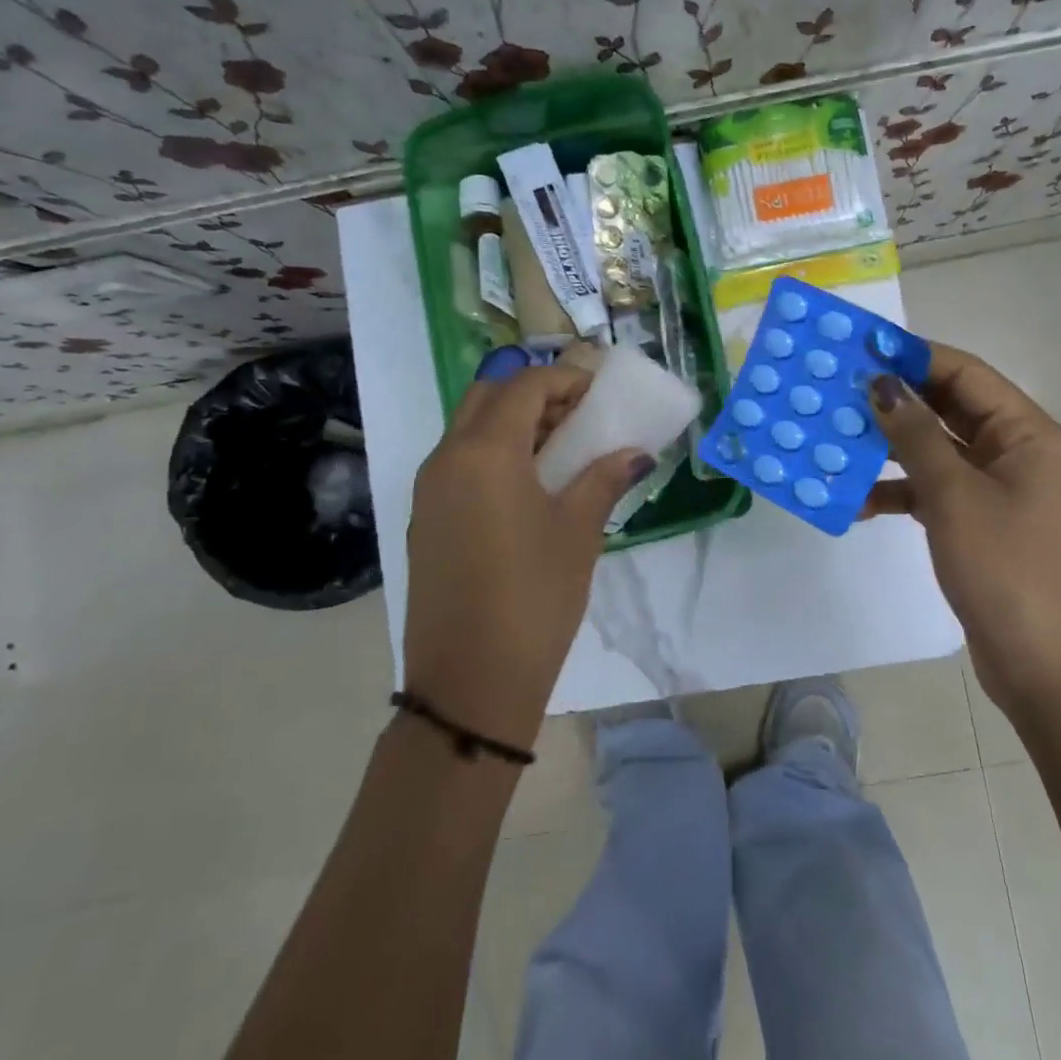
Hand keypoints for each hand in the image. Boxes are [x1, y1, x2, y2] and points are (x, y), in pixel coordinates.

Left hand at [403, 354, 650, 748]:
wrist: (469, 680)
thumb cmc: (534, 596)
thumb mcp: (578, 532)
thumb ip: (604, 479)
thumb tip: (636, 452)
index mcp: (485, 451)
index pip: (524, 385)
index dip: (565, 379)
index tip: (599, 393)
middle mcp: (446, 457)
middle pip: (487, 396)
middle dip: (533, 393)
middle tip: (577, 416)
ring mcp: (428, 489)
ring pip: (468, 428)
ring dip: (511, 423)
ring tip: (559, 449)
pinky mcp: (424, 519)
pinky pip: (458, 462)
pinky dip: (492, 453)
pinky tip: (527, 486)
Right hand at [864, 344, 1060, 705]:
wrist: (1038, 664)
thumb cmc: (1004, 569)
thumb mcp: (953, 495)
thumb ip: (915, 435)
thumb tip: (880, 383)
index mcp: (1029, 435)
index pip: (967, 375)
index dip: (915, 357)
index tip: (862, 348)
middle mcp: (1018, 453)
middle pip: (951, 409)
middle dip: (897, 401)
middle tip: (839, 390)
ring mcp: (998, 490)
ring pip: (937, 451)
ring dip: (892, 448)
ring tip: (838, 440)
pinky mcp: (979, 522)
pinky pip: (934, 489)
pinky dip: (899, 490)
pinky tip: (859, 500)